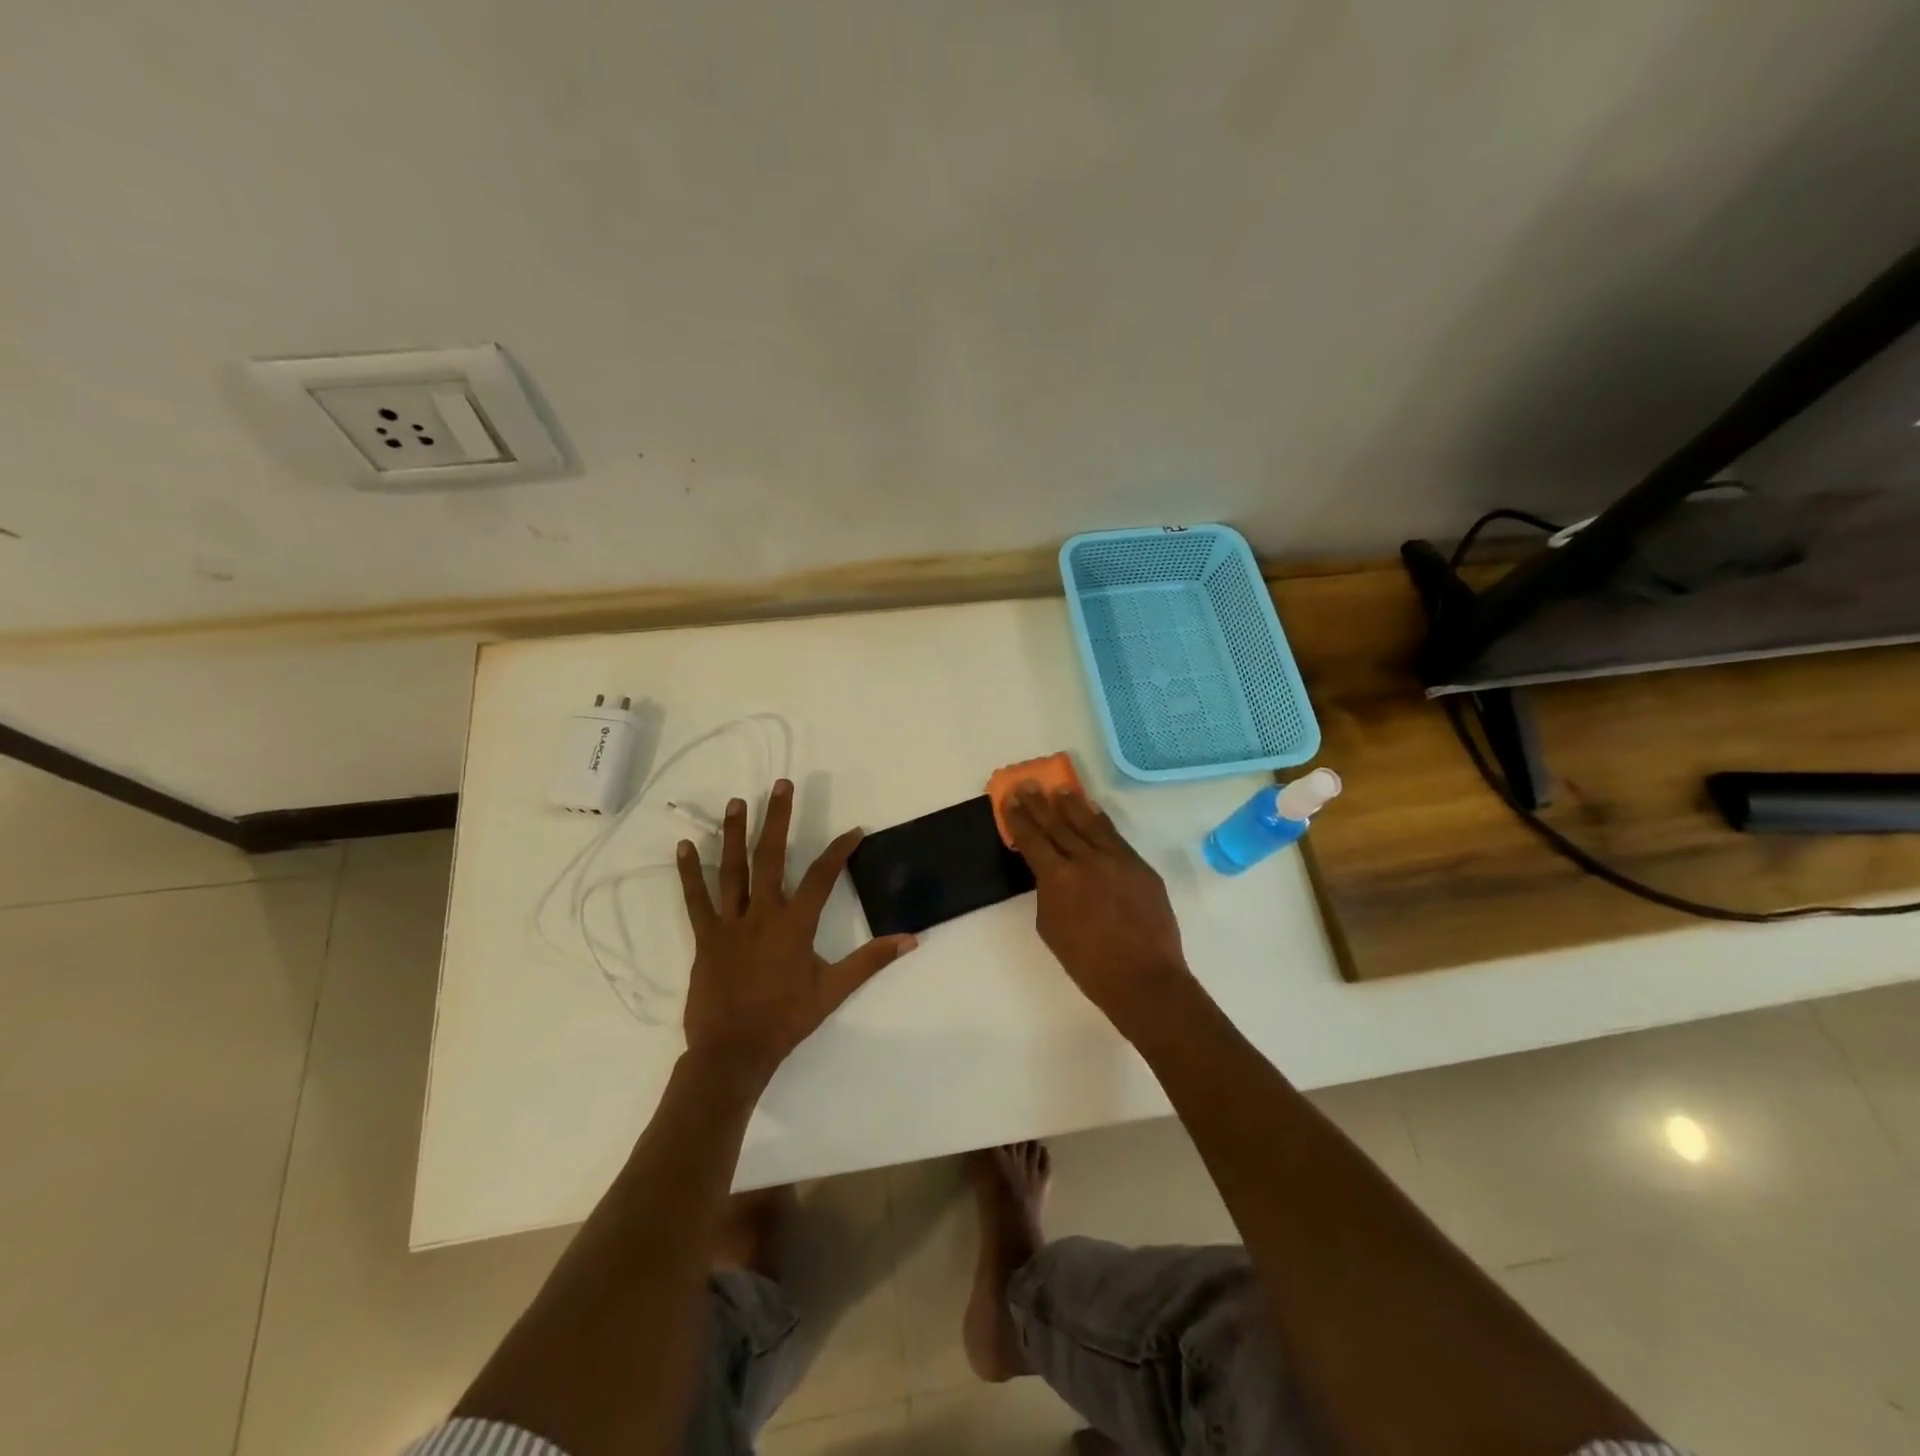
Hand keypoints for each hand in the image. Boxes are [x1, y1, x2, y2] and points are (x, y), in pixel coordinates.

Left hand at [675, 779, 915, 1084]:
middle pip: (771, 856)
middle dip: (777, 818)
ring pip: (732, 869)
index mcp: (795, 924)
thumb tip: (910, 940)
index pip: (822, 876)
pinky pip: (696, 899)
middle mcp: (762, 913)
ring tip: (738, 802)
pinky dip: (689, 872)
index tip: (855, 830)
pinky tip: (684, 845)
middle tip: (780, 785)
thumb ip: (870, 961)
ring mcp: (730, 923)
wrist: (733, 1052)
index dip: (840, 850)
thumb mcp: (834, 990)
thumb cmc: (786, 1019)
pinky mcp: (705, 936)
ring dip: (735, 833)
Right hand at [1003, 784, 1191, 1029]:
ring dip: (1072, 805)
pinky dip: (1101, 822)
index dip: (1019, 818)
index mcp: (1057, 878)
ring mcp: (1116, 859)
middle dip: (1040, 804)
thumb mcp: (1051, 928)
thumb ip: (1048, 893)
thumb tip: (1053, 874)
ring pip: (1089, 824)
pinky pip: (1115, 836)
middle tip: (1029, 784)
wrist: (1143, 978)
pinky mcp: (1140, 866)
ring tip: (1060, 789)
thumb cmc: (1088, 964)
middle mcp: (1085, 859)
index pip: (1032, 839)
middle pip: (1058, 824)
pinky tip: (1093, 811)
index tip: (1010, 798)